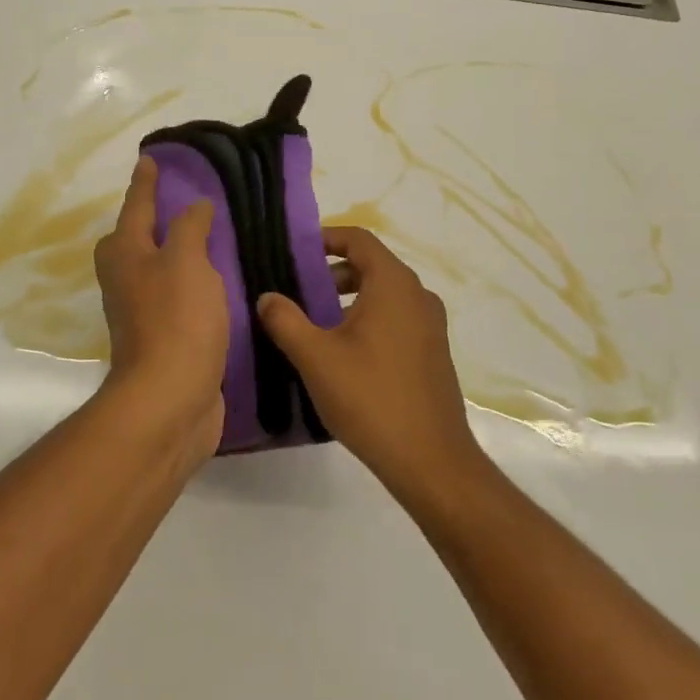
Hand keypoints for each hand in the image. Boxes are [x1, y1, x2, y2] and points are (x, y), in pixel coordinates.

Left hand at [92, 155, 226, 454]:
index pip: (136, 206)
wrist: (170, 398)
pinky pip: (180, 298)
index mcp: (126, 254)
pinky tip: (220, 283)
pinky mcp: (165, 339)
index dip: (145, 182)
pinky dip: (195, 285)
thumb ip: (189, 228)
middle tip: (181, 201)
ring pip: (160, 270)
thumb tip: (193, 207)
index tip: (150, 159)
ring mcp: (143, 312)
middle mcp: (127, 280)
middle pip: (136, 240)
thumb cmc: (176, 320)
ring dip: (178, 253)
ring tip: (211, 238)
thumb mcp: (185, 260)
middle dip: (153, 219)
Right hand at [256, 227, 478, 486]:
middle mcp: (418, 296)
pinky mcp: (432, 352)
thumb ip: (285, 320)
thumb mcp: (315, 357)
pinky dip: (367, 320)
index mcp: (393, 285)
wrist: (430, 460)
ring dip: (347, 299)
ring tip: (313, 325)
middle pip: (371, 265)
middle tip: (296, 291)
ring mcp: (430, 325)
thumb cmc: (370, 398)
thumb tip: (267, 297)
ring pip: (383, 295)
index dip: (325, 238)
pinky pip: (395, 319)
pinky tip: (343, 354)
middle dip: (331, 273)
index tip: (294, 253)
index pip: (359, 239)